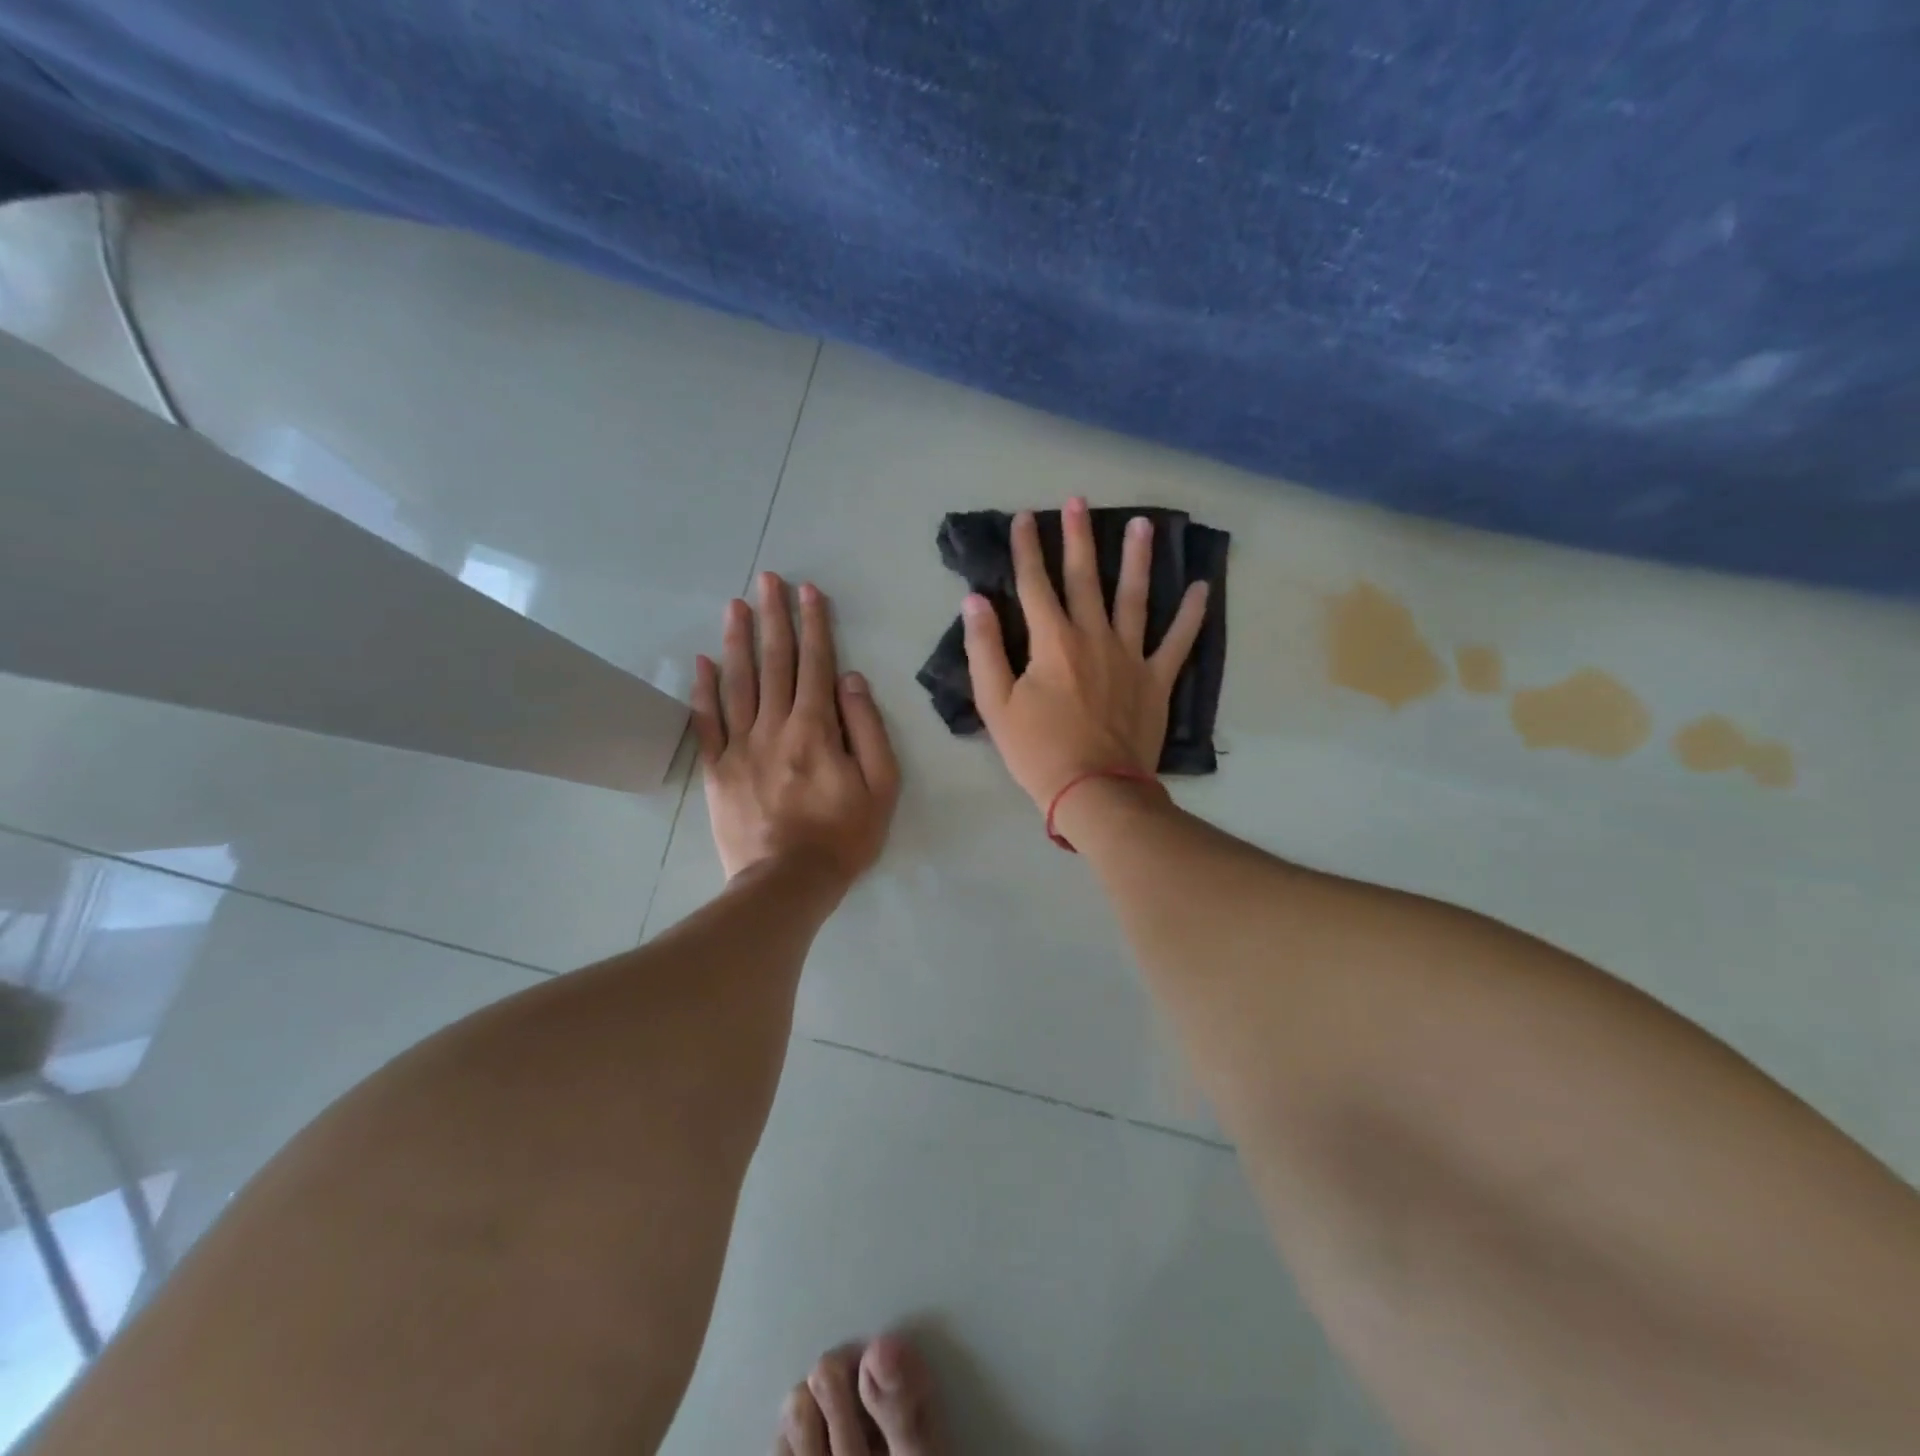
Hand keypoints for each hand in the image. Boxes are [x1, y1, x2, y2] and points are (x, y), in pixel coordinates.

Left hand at [692, 573, 899, 884]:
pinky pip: (707, 722)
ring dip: (738, 640)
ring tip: (735, 605)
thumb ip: (868, 728)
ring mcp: (740, 746)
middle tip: (767, 579)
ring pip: (738, 682)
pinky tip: (702, 661)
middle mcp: (775, 726)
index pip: (816, 664)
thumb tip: (850, 679)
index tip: (809, 590)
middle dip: (774, 617)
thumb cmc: (843, 836)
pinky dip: (704, 690)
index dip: (814, 624)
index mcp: (816, 728)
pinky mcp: (717, 770)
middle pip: (775, 662)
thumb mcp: (881, 785)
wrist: (787, 883)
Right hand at [963, 497, 1209, 810]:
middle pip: (1084, 579)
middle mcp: (1093, 637)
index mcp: (1052, 642)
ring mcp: (1130, 656)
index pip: (1034, 585)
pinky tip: (1202, 588)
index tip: (1024, 518)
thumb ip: (984, 649)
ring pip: (1134, 597)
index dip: (1026, 549)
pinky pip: (1178, 641)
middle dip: (1078, 537)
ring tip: (1143, 524)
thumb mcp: (996, 704)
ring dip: (1137, 559)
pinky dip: (1191, 615)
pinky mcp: (1156, 680)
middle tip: (1079, 500)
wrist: (1094, 791)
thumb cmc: (1038, 751)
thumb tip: (975, 601)